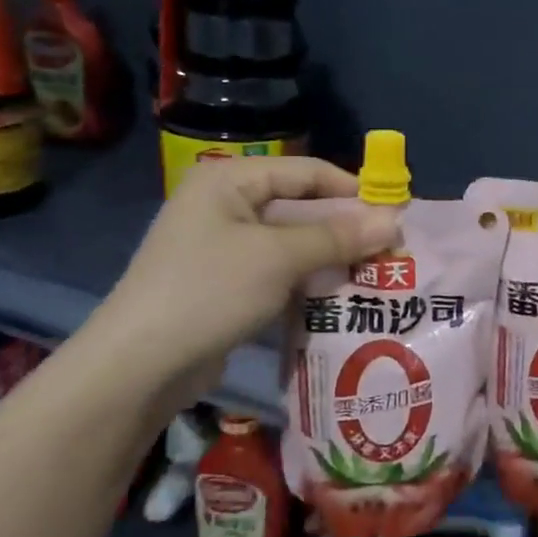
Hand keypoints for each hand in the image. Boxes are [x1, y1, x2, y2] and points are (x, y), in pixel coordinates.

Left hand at [86, 157, 396, 404]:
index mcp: (230, 180)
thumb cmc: (210, 291)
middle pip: (302, 207)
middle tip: (392, 250)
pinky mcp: (227, 282)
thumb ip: (338, 237)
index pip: (307, 171)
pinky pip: (279, 270)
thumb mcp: (279, 258)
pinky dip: (309, 279)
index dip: (353, 189)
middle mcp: (226, 204)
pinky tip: (342, 296)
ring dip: (333, 257)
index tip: (397, 214)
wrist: (140, 365)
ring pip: (294, 242)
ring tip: (377, 274)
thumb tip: (394, 222)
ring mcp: (224, 246)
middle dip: (346, 228)